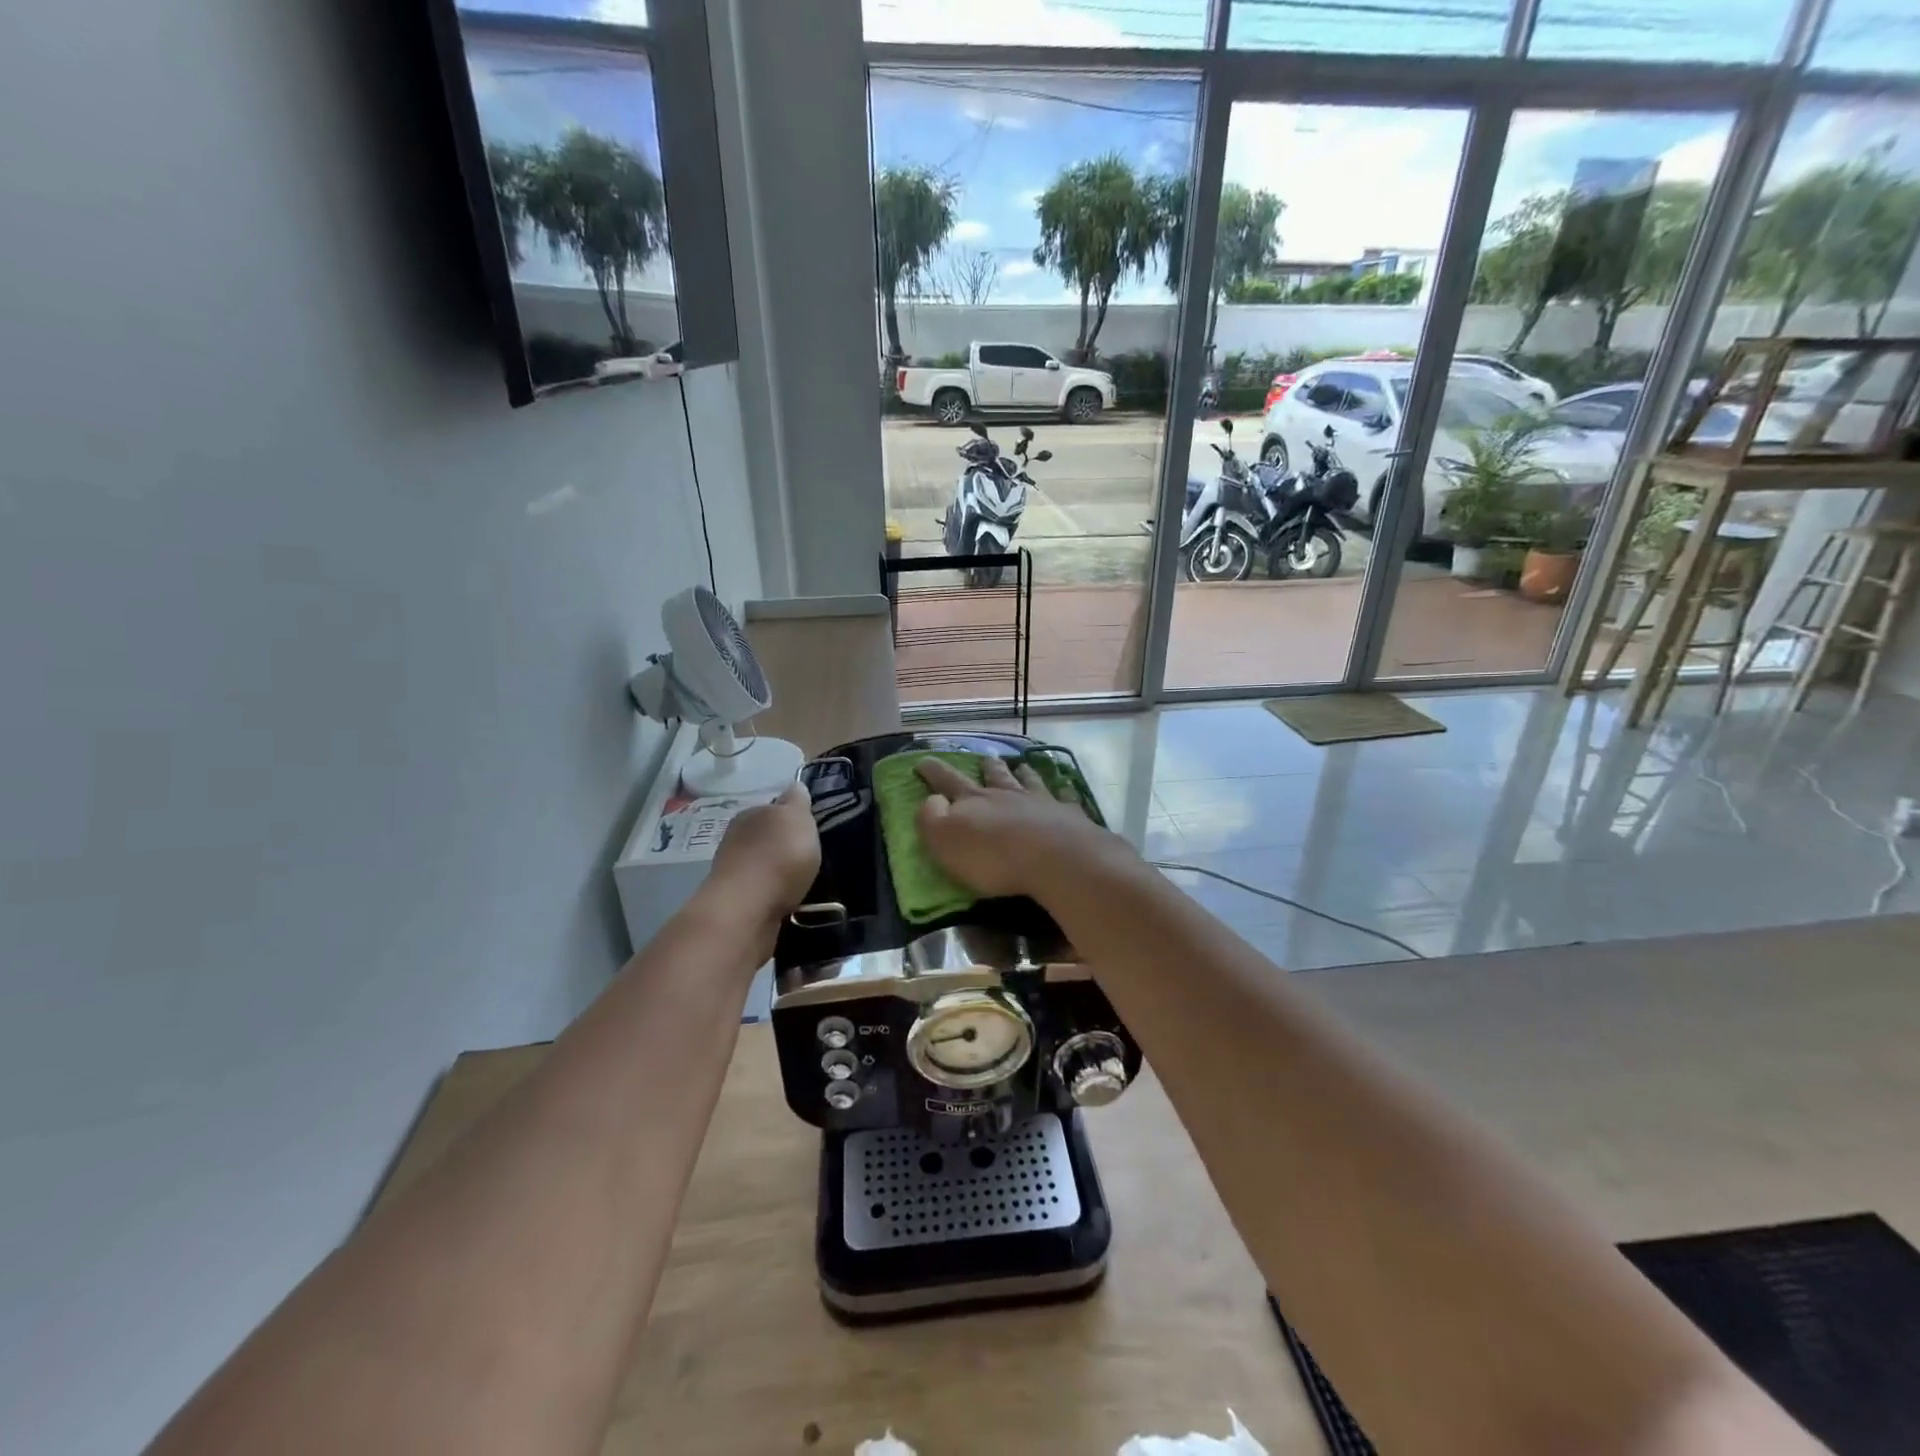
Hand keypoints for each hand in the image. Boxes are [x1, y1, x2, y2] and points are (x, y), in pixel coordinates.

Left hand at [708, 782, 820, 927]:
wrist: (747, 910)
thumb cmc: (777, 856)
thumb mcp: (796, 818)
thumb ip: (797, 801)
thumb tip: (795, 786)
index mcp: (750, 814)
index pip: (772, 808)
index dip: (792, 816)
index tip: (809, 828)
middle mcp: (736, 839)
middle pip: (766, 837)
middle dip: (784, 845)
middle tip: (810, 856)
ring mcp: (734, 873)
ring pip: (763, 865)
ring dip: (779, 872)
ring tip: (803, 881)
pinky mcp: (737, 903)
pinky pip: (763, 892)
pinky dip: (775, 894)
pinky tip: (790, 900)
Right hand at [916, 757, 1125, 900]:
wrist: (1054, 858)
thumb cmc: (992, 855)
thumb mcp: (945, 839)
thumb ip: (932, 817)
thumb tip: (931, 799)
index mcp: (973, 801)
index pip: (947, 780)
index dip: (933, 770)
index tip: (923, 760)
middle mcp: (1006, 794)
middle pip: (994, 775)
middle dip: (987, 766)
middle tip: (986, 758)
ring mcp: (1040, 801)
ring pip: (1028, 780)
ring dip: (1022, 772)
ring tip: (1022, 766)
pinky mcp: (1068, 815)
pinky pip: (1064, 797)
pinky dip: (1062, 791)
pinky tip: (1066, 788)